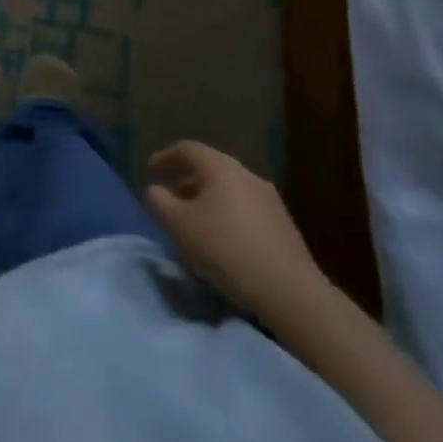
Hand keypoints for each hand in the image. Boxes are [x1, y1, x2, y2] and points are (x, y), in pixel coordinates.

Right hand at [144, 140, 326, 320]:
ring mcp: (269, 198)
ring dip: (208, 199)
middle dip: (186, 180)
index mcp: (219, 166)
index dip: (165, 158)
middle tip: (171, 198)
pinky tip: (224, 239)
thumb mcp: (178, 226)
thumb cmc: (226, 250)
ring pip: (229, 189)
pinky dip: (228, 214)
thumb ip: (158, 202)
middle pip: (209, 168)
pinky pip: (246, 208)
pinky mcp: (283, 224)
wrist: (290, 292)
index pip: (186, 149)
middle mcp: (245, 173)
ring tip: (196, 222)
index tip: (151, 172)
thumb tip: (156, 191)